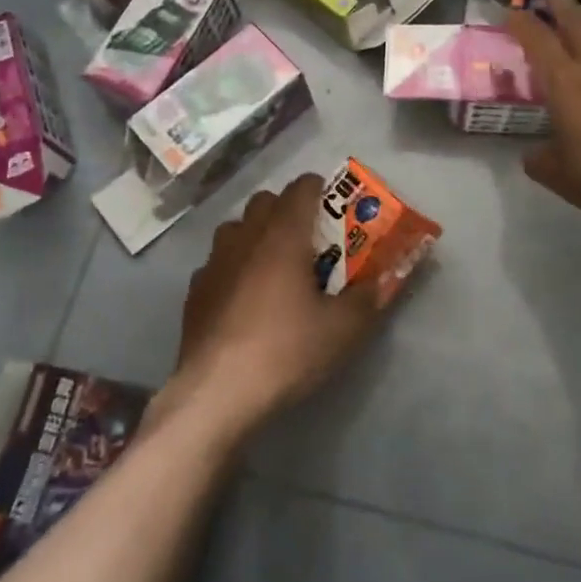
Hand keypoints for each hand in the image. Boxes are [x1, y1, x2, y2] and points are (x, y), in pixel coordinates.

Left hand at [159, 173, 388, 435]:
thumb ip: (368, 299)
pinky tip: (243, 297)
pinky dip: (233, 266)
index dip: (319, 189)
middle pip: (265, 201)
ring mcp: (214, 262)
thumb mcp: (342, 330)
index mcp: (283, 236)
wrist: (216, 393)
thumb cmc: (285, 350)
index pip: (301, 188)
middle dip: (287, 209)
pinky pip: (218, 262)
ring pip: (236, 228)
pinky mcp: (195, 290)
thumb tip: (384, 281)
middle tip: (308, 239)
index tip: (334, 205)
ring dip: (256, 234)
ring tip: (274, 266)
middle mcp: (245, 237)